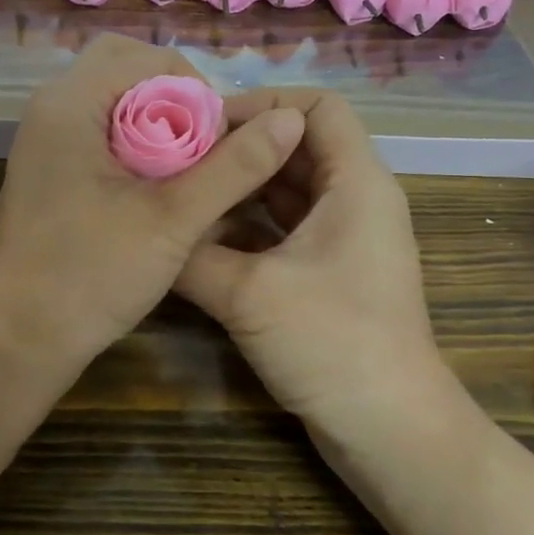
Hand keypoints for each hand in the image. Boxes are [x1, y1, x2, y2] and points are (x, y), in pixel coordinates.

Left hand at [0, 34, 306, 378]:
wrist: (20, 336)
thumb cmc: (92, 273)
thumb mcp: (173, 220)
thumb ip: (233, 167)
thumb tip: (289, 119)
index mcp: (71, 103)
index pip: (148, 58)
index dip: (196, 90)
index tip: (219, 143)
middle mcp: (51, 109)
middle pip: (126, 71)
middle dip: (176, 103)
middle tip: (203, 151)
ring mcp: (44, 141)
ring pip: (114, 105)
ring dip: (157, 127)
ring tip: (186, 175)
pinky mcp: (48, 172)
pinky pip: (99, 135)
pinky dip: (134, 149)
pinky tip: (157, 193)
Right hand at [174, 88, 459, 449]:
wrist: (388, 429)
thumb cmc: (331, 343)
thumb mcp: (248, 292)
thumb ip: (191, 253)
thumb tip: (145, 228)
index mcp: (356, 183)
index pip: (316, 106)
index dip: (263, 105)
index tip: (205, 128)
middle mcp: (356, 201)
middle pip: (296, 147)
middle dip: (239, 149)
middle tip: (177, 161)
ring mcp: (344, 240)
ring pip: (288, 192)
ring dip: (239, 190)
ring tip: (181, 194)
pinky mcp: (330, 274)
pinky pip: (285, 230)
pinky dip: (247, 227)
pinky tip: (202, 239)